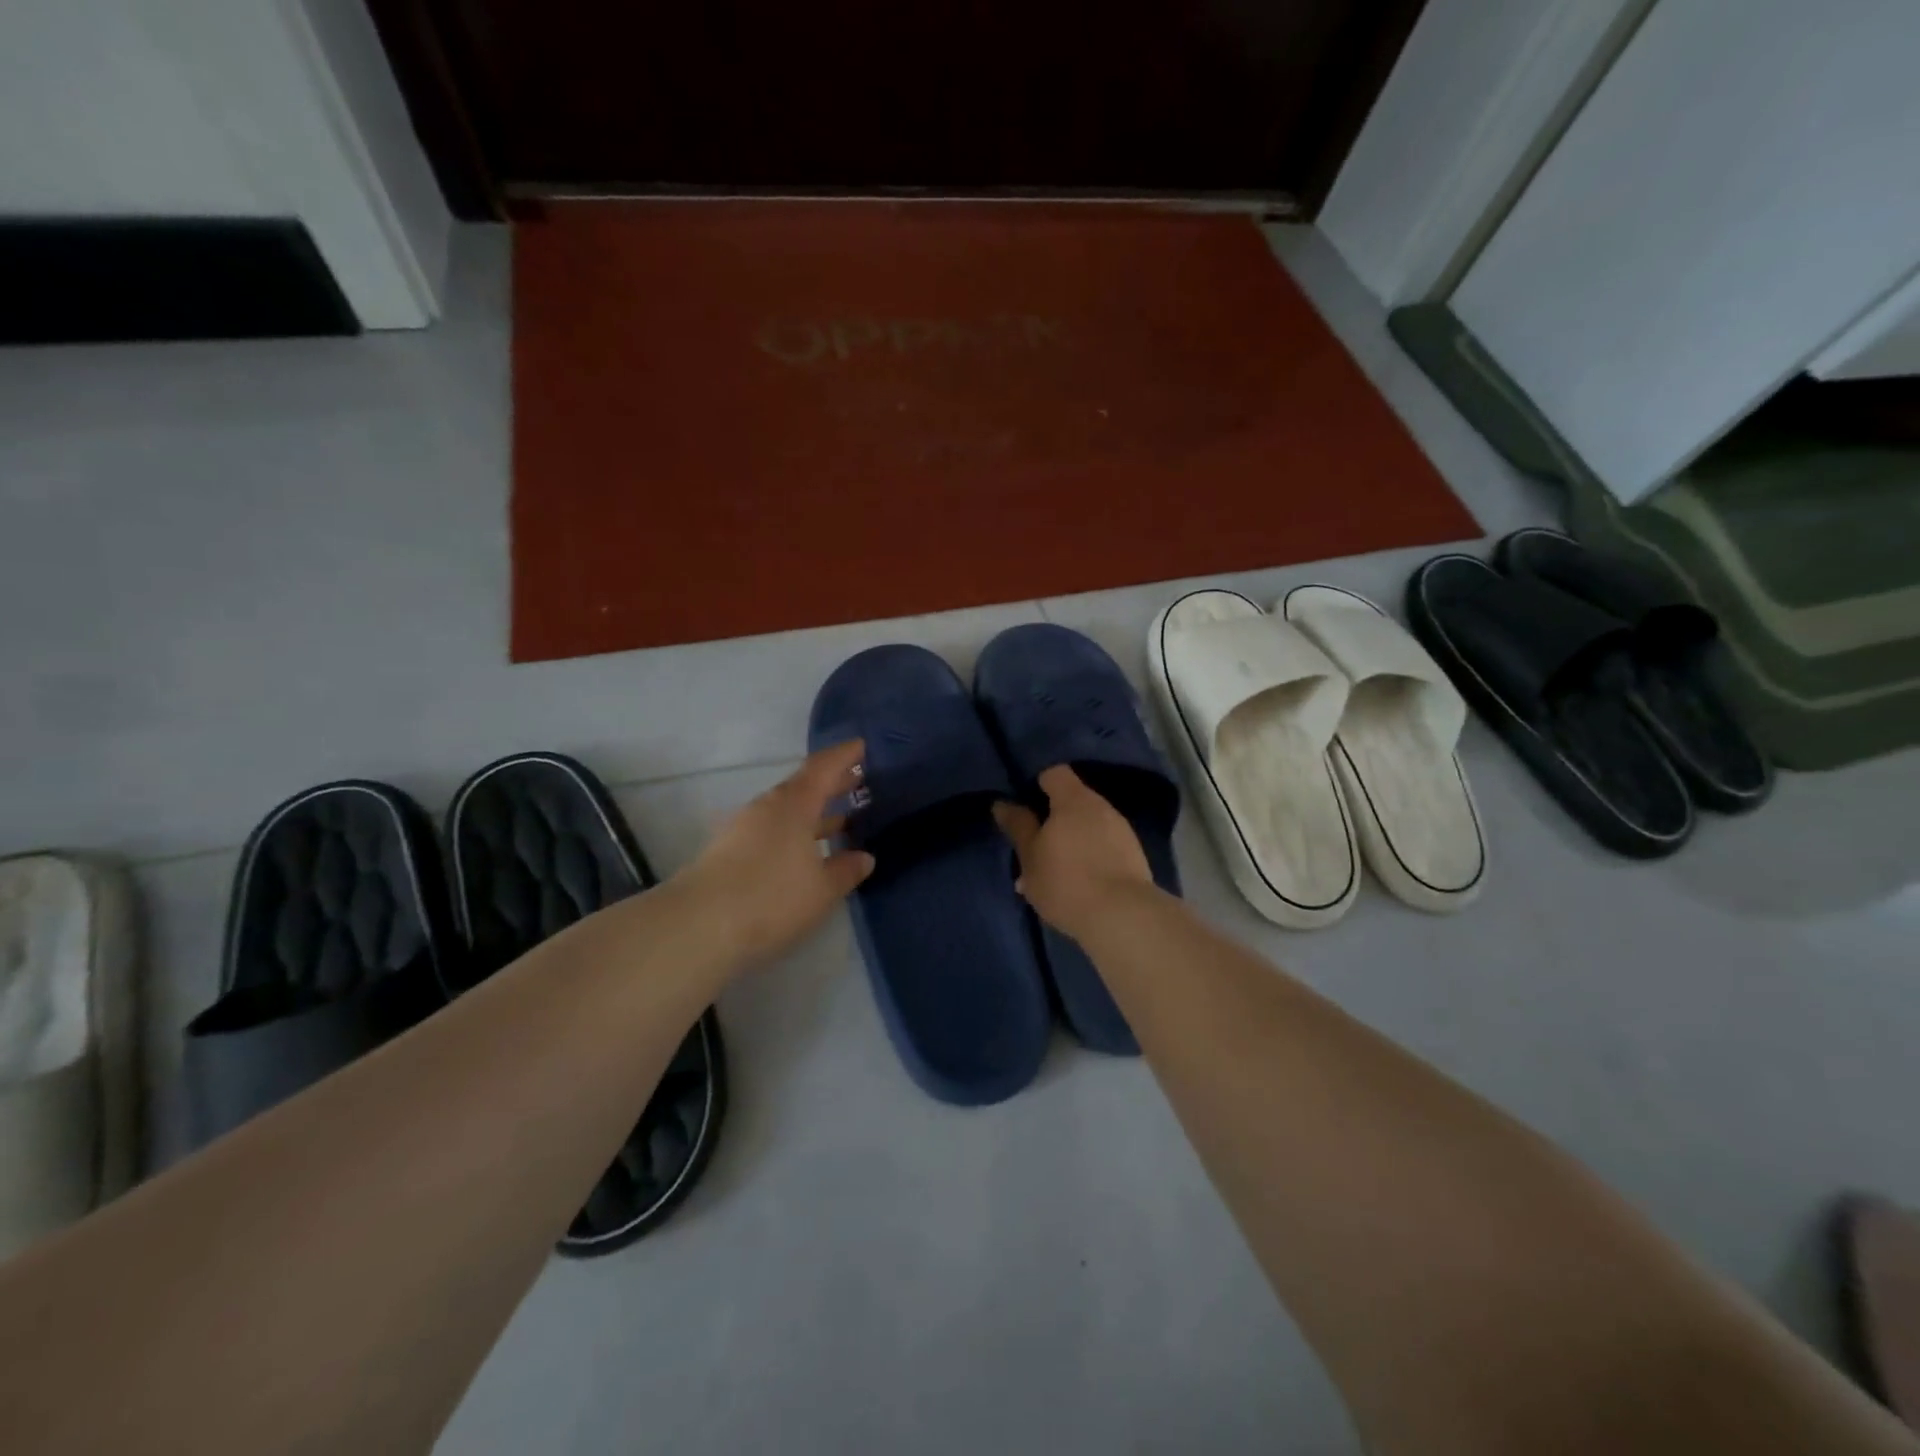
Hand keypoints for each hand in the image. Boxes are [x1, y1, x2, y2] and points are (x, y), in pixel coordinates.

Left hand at [679, 740, 874, 963]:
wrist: (698, 927)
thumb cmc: (771, 898)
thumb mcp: (822, 889)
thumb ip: (846, 870)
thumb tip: (863, 857)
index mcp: (794, 804)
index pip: (823, 768)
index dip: (844, 756)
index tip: (862, 746)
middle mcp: (767, 808)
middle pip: (803, 787)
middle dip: (831, 785)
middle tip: (859, 782)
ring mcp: (744, 829)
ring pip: (786, 811)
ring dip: (813, 813)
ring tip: (840, 821)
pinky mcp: (728, 852)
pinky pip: (772, 831)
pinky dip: (795, 833)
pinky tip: (806, 853)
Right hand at [992, 766, 1154, 942]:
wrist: (1123, 917)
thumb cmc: (1066, 880)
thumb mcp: (1030, 856)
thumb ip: (1018, 826)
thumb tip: (1002, 803)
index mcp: (1074, 799)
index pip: (1054, 773)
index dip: (1036, 782)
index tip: (1021, 803)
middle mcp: (1102, 807)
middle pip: (1072, 802)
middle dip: (1051, 820)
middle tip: (1032, 845)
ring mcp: (1122, 832)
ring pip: (1087, 827)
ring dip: (1069, 842)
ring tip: (1051, 873)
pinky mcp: (1134, 857)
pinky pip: (1103, 848)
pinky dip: (1088, 858)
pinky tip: (1075, 885)